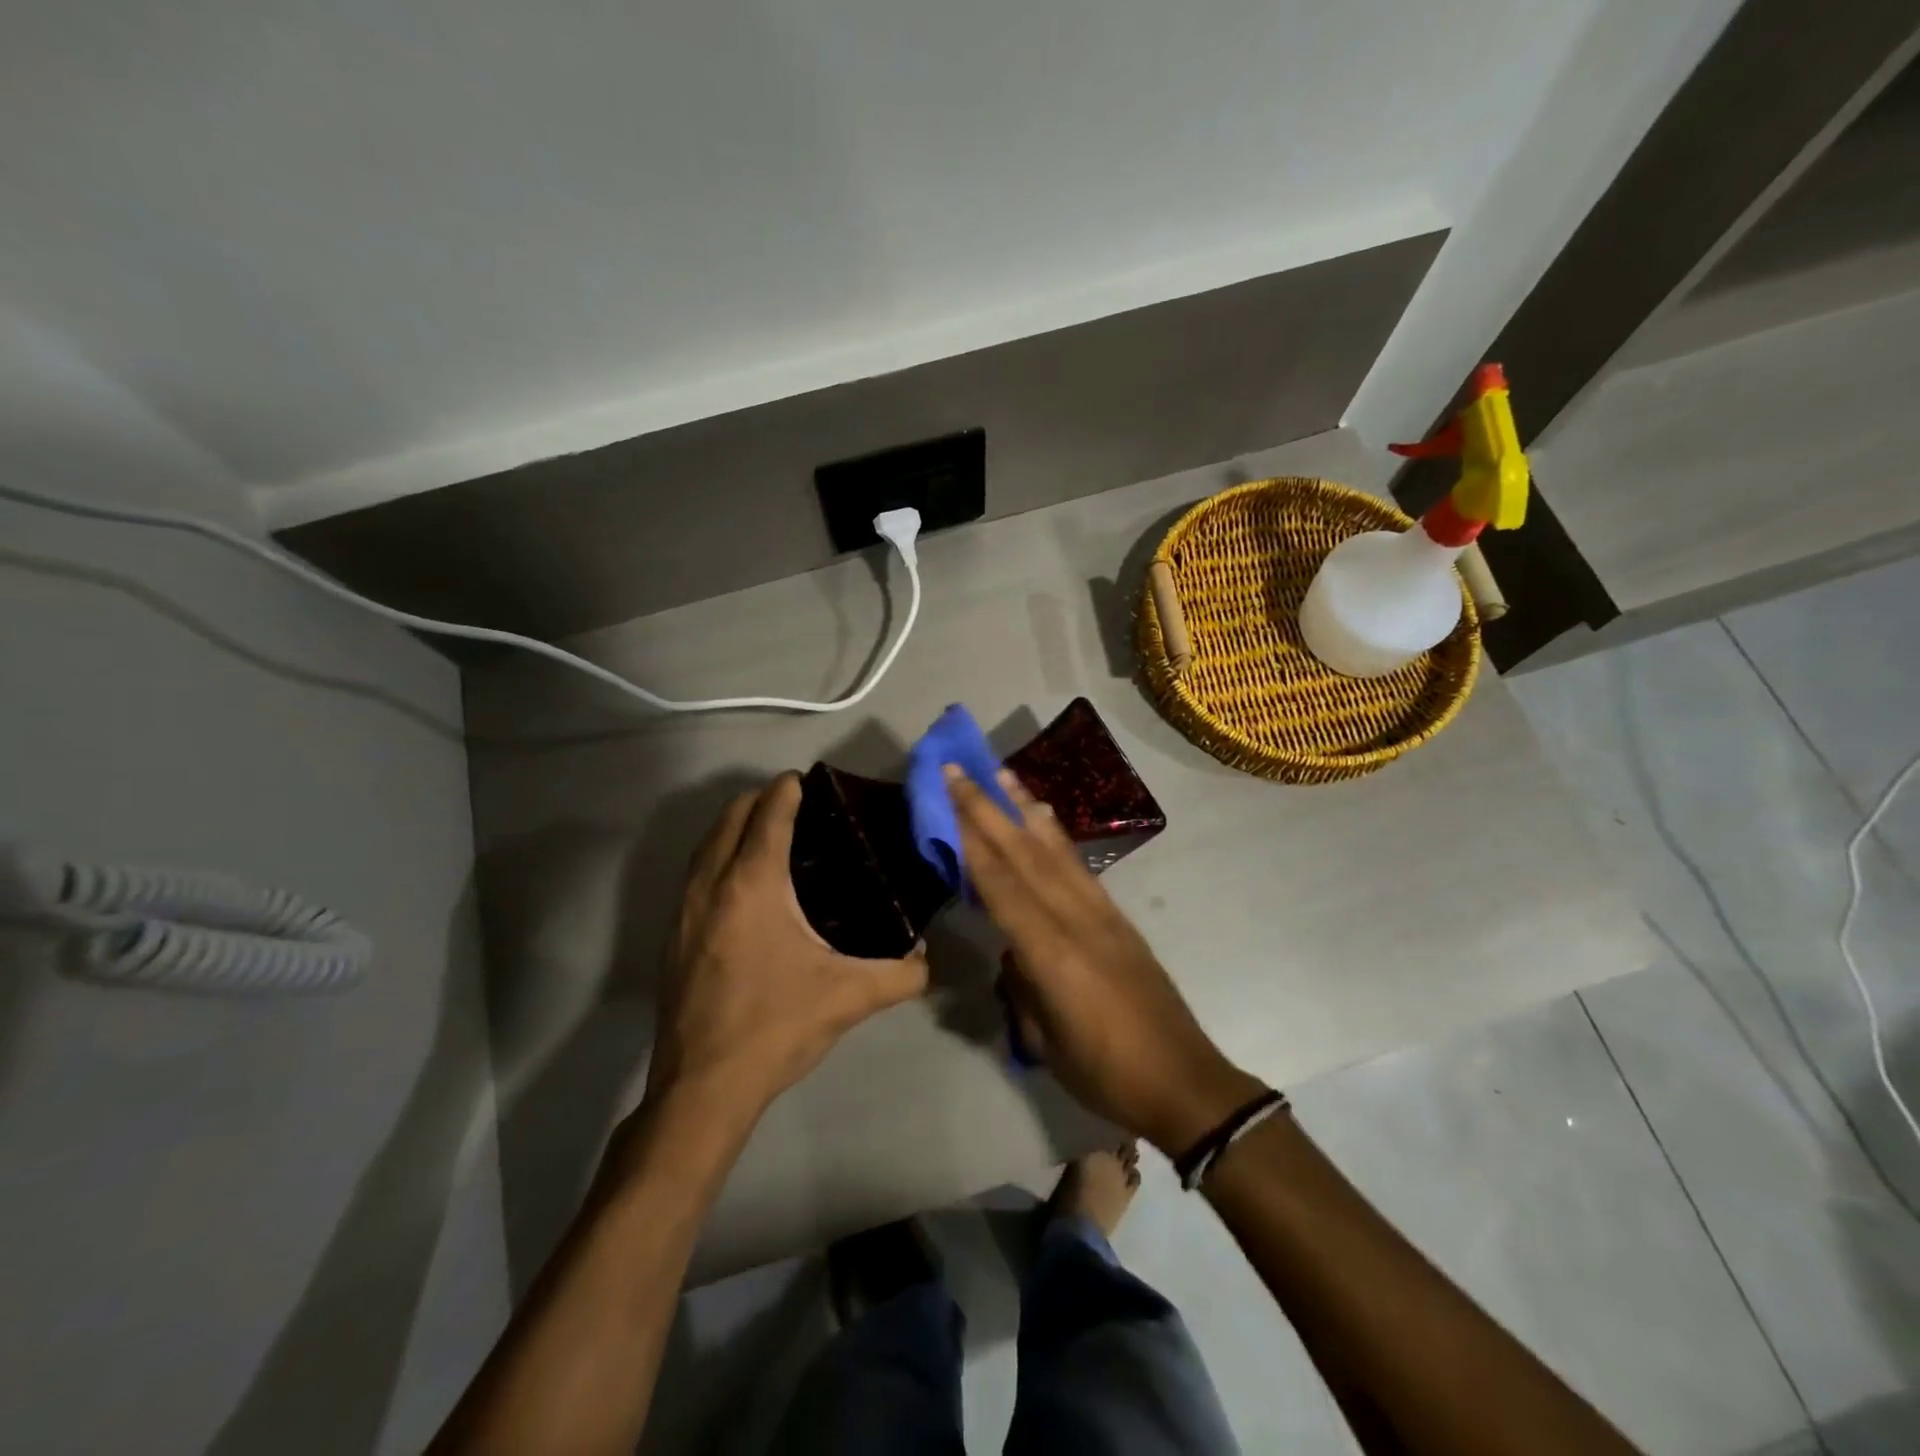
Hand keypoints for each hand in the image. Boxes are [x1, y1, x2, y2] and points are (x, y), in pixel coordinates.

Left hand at [643, 773, 929, 1127]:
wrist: (702, 1087)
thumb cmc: (775, 1028)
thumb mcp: (849, 998)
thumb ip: (901, 974)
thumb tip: (928, 959)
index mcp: (753, 885)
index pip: (768, 813)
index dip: (788, 789)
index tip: (811, 782)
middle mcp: (711, 884)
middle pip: (731, 815)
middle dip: (761, 799)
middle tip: (798, 806)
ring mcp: (684, 908)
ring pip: (707, 842)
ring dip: (736, 825)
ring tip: (772, 834)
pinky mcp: (671, 933)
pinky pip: (695, 871)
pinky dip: (719, 854)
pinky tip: (744, 882)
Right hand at [947, 765, 1263, 1154]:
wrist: (1184, 1081)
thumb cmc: (1106, 1074)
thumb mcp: (1046, 1041)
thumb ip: (1023, 985)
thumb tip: (1013, 951)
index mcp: (1052, 953)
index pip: (1000, 885)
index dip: (970, 840)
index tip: (946, 799)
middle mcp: (1076, 919)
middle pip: (1023, 854)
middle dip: (987, 808)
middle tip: (958, 769)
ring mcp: (1102, 913)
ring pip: (1054, 850)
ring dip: (1023, 808)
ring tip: (1001, 773)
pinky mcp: (1118, 917)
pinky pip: (1078, 866)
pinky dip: (1056, 836)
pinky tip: (1043, 818)